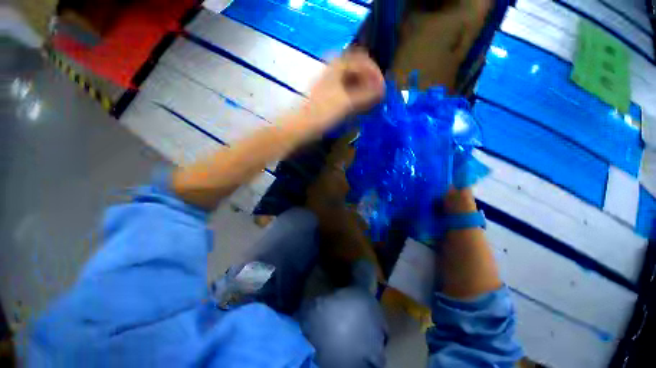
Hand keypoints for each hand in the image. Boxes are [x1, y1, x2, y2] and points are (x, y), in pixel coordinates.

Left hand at [302, 49, 384, 131]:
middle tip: (377, 93)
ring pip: (350, 79)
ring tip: (369, 100)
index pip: (362, 60)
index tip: (382, 87)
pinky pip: (345, 89)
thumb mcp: (348, 103)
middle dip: (369, 79)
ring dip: (362, 87)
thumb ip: (367, 95)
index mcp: (337, 65)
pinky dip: (354, 95)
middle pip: (356, 68)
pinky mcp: (326, 94)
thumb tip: (383, 90)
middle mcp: (332, 69)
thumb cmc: (324, 113)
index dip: (375, 72)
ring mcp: (328, 82)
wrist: (302, 126)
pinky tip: (357, 106)